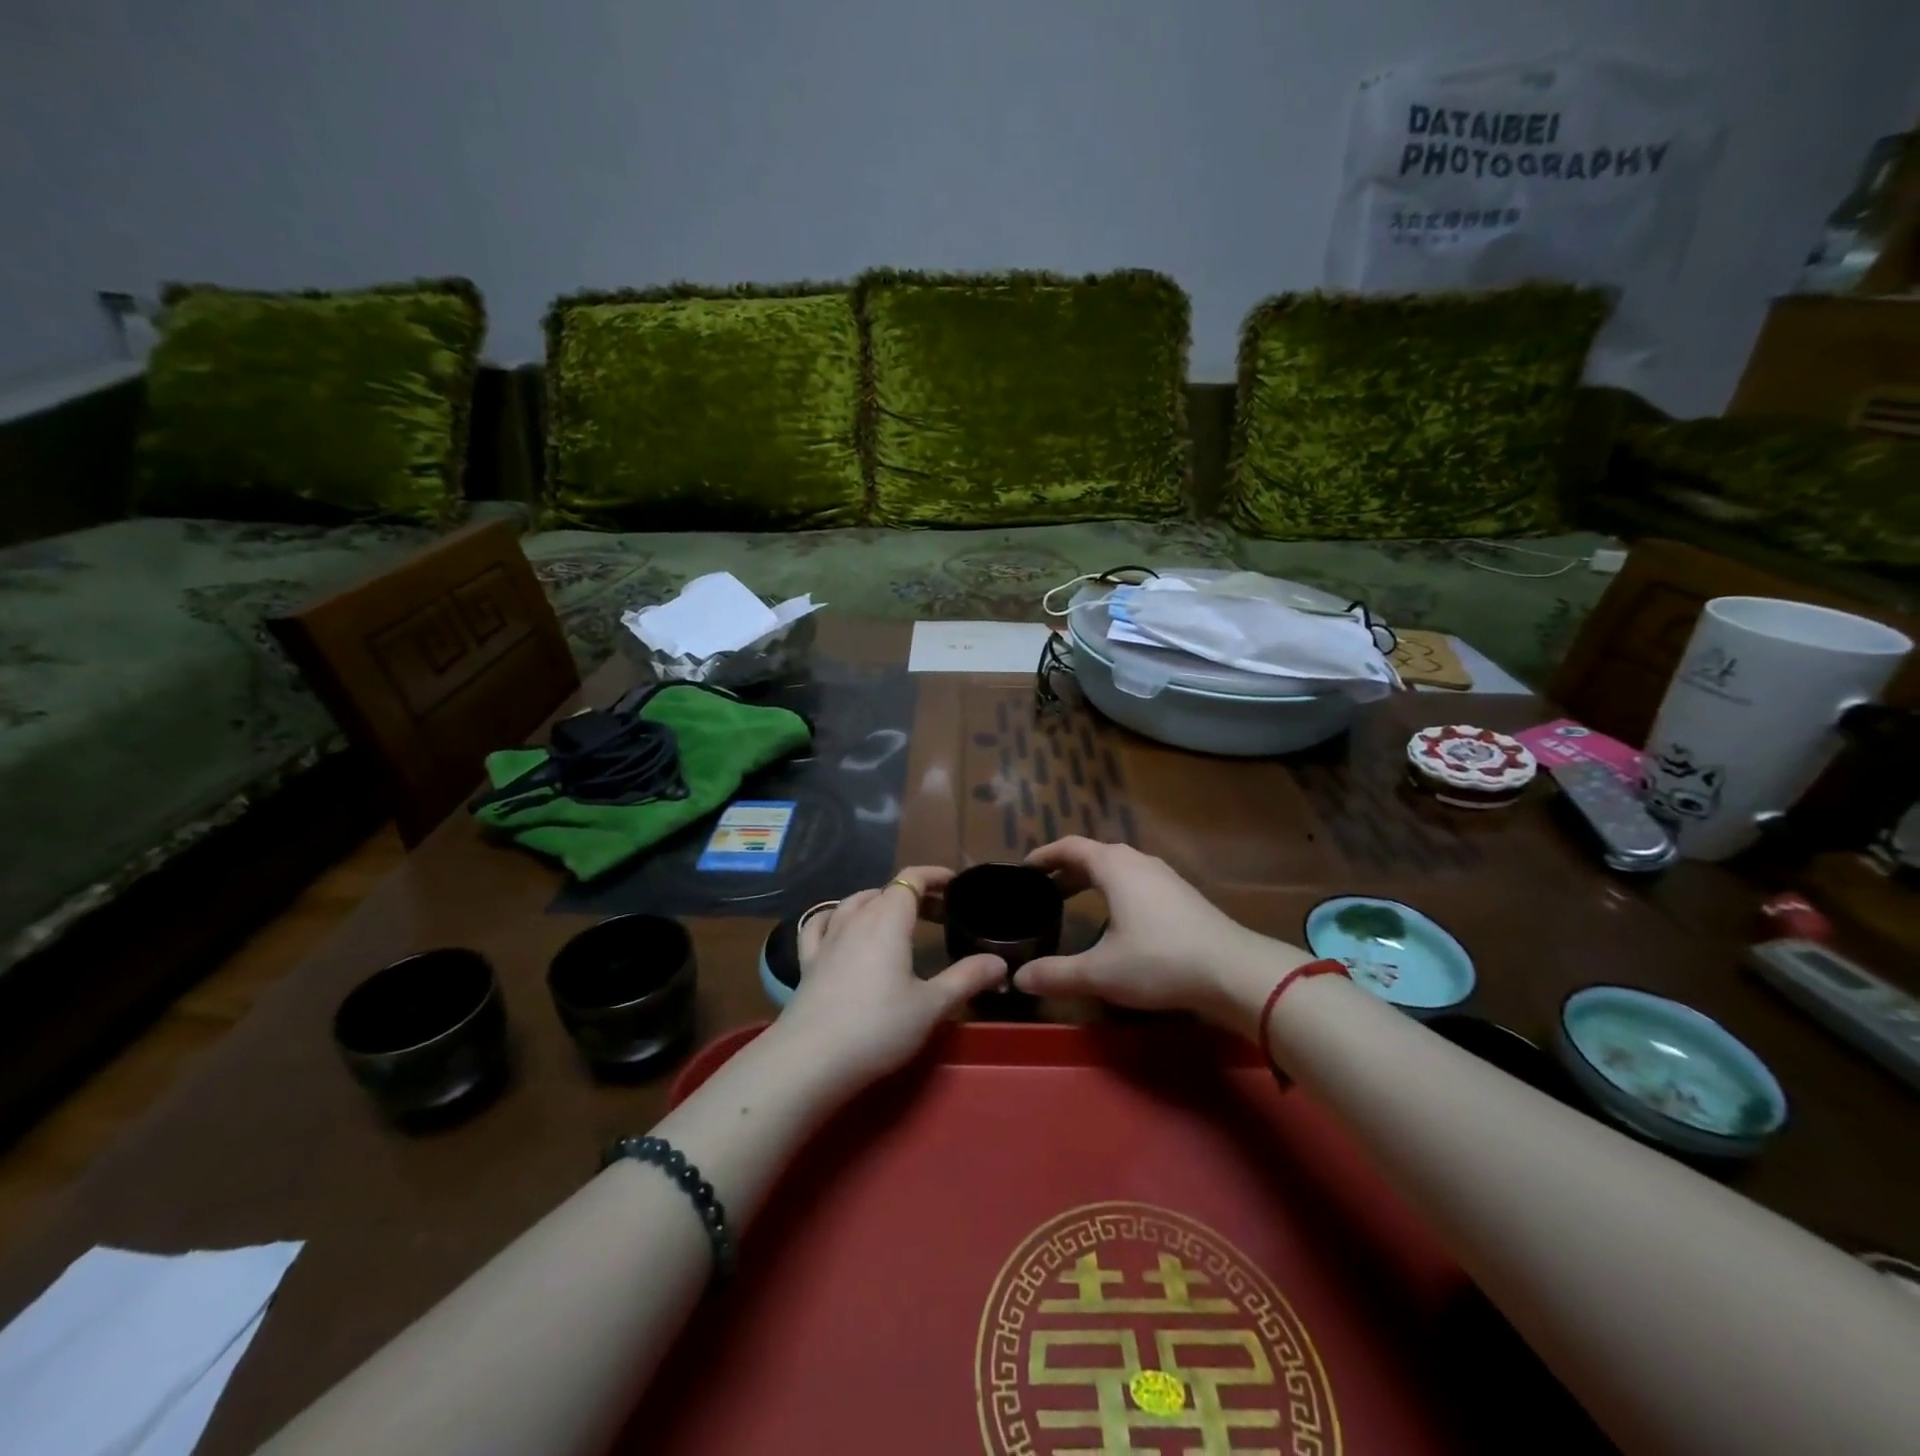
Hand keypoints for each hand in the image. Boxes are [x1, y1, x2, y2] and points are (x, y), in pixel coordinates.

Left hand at [773, 866, 1006, 1093]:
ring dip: (877, 901)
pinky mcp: (808, 962)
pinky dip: (835, 916)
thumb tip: (1000, 962)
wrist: (811, 1060)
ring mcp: (827, 939)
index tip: (954, 883)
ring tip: (894, 916)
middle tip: (937, 913)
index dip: (934, 875)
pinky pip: (819, 924)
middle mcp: (856, 919)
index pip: (911, 879)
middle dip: (913, 894)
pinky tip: (838, 925)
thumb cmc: (878, 1027)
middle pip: (886, 890)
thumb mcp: (932, 1006)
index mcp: (888, 920)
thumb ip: (967, 978)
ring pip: (853, 903)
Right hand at [1013, 838, 1305, 1024]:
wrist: (1234, 971)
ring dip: (1092, 880)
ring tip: (1075, 901)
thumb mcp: (1100, 972)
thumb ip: (1056, 974)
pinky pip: (1137, 881)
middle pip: (1094, 855)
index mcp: (1114, 866)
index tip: (1023, 869)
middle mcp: (1138, 861)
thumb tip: (1017, 978)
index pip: (1070, 847)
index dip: (1044, 856)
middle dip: (1065, 870)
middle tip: (1043, 891)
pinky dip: (1115, 890)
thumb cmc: (1159, 961)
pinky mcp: (1183, 895)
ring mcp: (1165, 877)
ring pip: (1119, 868)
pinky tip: (1117, 919)